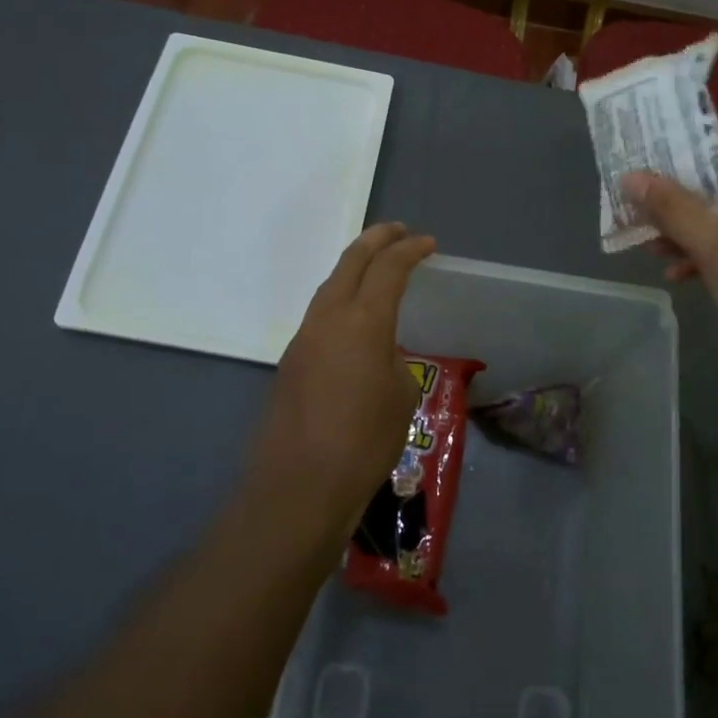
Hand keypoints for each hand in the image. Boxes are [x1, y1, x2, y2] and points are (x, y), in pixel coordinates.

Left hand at [245, 223, 435, 541]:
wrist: (300, 485)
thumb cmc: (364, 442)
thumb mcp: (401, 397)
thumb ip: (393, 360)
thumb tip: (380, 353)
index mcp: (363, 321)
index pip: (388, 269)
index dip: (410, 250)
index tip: (427, 243)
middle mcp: (328, 318)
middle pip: (350, 262)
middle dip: (376, 240)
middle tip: (398, 231)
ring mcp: (303, 338)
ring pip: (330, 286)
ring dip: (353, 269)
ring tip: (375, 268)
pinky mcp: (290, 362)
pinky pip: (320, 315)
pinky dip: (341, 301)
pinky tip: (353, 320)